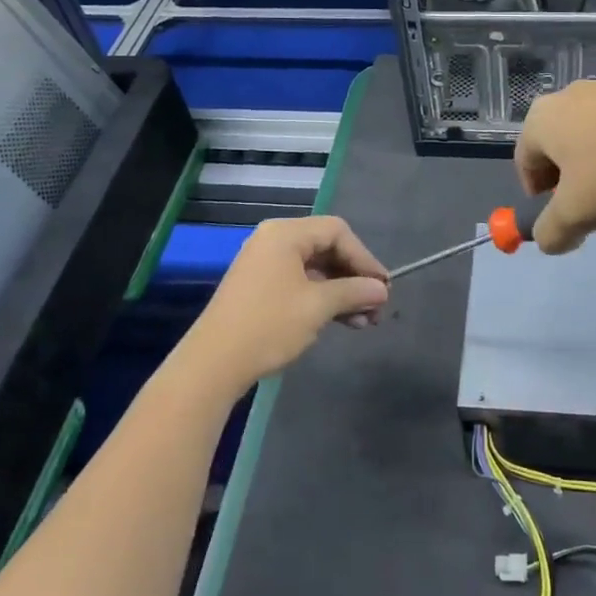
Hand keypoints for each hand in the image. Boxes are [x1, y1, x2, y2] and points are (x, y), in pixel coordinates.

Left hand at [182, 216, 388, 390]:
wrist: (212, 363)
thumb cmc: (269, 325)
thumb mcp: (318, 307)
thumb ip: (354, 292)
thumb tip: (382, 290)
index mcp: (286, 234)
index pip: (338, 232)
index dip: (364, 258)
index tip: (383, 287)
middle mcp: (274, 240)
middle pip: (327, 248)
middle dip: (354, 278)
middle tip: (376, 307)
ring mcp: (264, 264)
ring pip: (315, 269)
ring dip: (341, 292)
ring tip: (364, 321)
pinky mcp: (259, 287)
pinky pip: (300, 282)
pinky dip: (322, 298)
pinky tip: (340, 321)